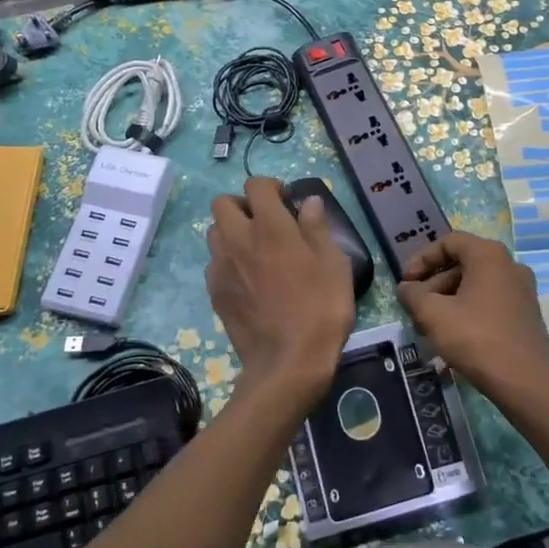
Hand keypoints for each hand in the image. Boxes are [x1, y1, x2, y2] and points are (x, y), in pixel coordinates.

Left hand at [205, 177, 354, 403]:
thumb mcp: (334, 264)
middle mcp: (238, 239)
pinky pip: (214, 263)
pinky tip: (248, 279)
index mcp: (270, 227)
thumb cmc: (320, 308)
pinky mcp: (215, 292)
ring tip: (255, 249)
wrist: (288, 362)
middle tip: (266, 222)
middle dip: (242, 204)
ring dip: (232, 231)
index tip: (286, 201)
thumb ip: (317, 228)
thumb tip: (308, 202)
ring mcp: (221, 267)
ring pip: (214, 232)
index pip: (256, 185)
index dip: (271, 186)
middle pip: (222, 203)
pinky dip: (228, 260)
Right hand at [398, 231, 548, 397]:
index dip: (422, 259)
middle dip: (434, 284)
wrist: (524, 381)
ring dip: (449, 300)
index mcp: (489, 255)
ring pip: (476, 285)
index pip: (449, 242)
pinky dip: (469, 310)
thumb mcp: (433, 314)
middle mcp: (510, 265)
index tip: (406, 282)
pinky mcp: (527, 314)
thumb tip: (406, 289)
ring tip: (430, 326)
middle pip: (463, 264)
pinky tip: (454, 335)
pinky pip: (491, 301)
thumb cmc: (475, 338)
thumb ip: (413, 295)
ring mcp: (523, 290)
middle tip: (416, 308)